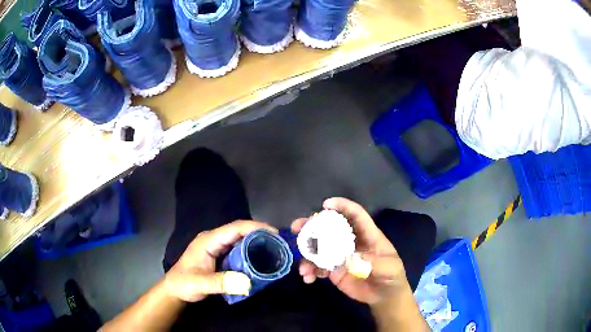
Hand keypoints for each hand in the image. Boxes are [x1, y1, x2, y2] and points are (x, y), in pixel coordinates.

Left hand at [165, 220, 276, 301]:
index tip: (275, 233)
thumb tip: (247, 282)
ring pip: (240, 240)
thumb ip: (221, 282)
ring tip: (275, 250)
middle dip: (260, 234)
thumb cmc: (184, 283)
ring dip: (257, 242)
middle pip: (240, 231)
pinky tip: (261, 259)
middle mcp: (214, 240)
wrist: (174, 289)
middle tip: (280, 243)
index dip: (255, 228)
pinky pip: (239, 249)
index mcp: (209, 241)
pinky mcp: (220, 255)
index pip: (234, 228)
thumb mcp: (200, 284)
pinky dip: (251, 252)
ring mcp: (217, 247)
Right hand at [291, 198, 407, 304]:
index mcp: (367, 235)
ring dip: (307, 254)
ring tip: (303, 268)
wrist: (384, 296)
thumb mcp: (388, 268)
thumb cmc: (391, 276)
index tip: (326, 205)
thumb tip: (348, 258)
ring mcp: (340, 256)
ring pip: (319, 247)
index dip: (343, 206)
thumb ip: (372, 263)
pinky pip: (318, 266)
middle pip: (330, 227)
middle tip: (297, 227)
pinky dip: (310, 270)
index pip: (356, 215)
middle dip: (312, 225)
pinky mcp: (334, 270)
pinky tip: (308, 278)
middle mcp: (351, 242)